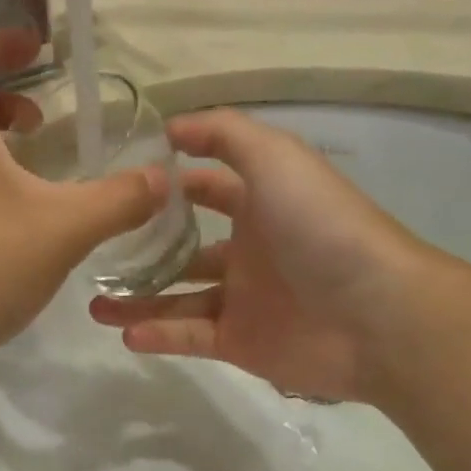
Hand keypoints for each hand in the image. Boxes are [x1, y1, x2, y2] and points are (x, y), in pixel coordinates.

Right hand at [89, 108, 433, 406]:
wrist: (374, 314)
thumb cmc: (321, 227)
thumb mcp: (276, 158)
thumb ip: (226, 135)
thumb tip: (171, 127)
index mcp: (261, 205)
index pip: (208, 189)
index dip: (170, 185)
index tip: (121, 186)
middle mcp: (250, 251)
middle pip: (185, 250)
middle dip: (144, 250)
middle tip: (97, 251)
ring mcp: (244, 301)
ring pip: (179, 298)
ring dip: (138, 300)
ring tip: (95, 303)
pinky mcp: (242, 344)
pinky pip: (191, 337)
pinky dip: (158, 336)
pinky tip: (125, 334)